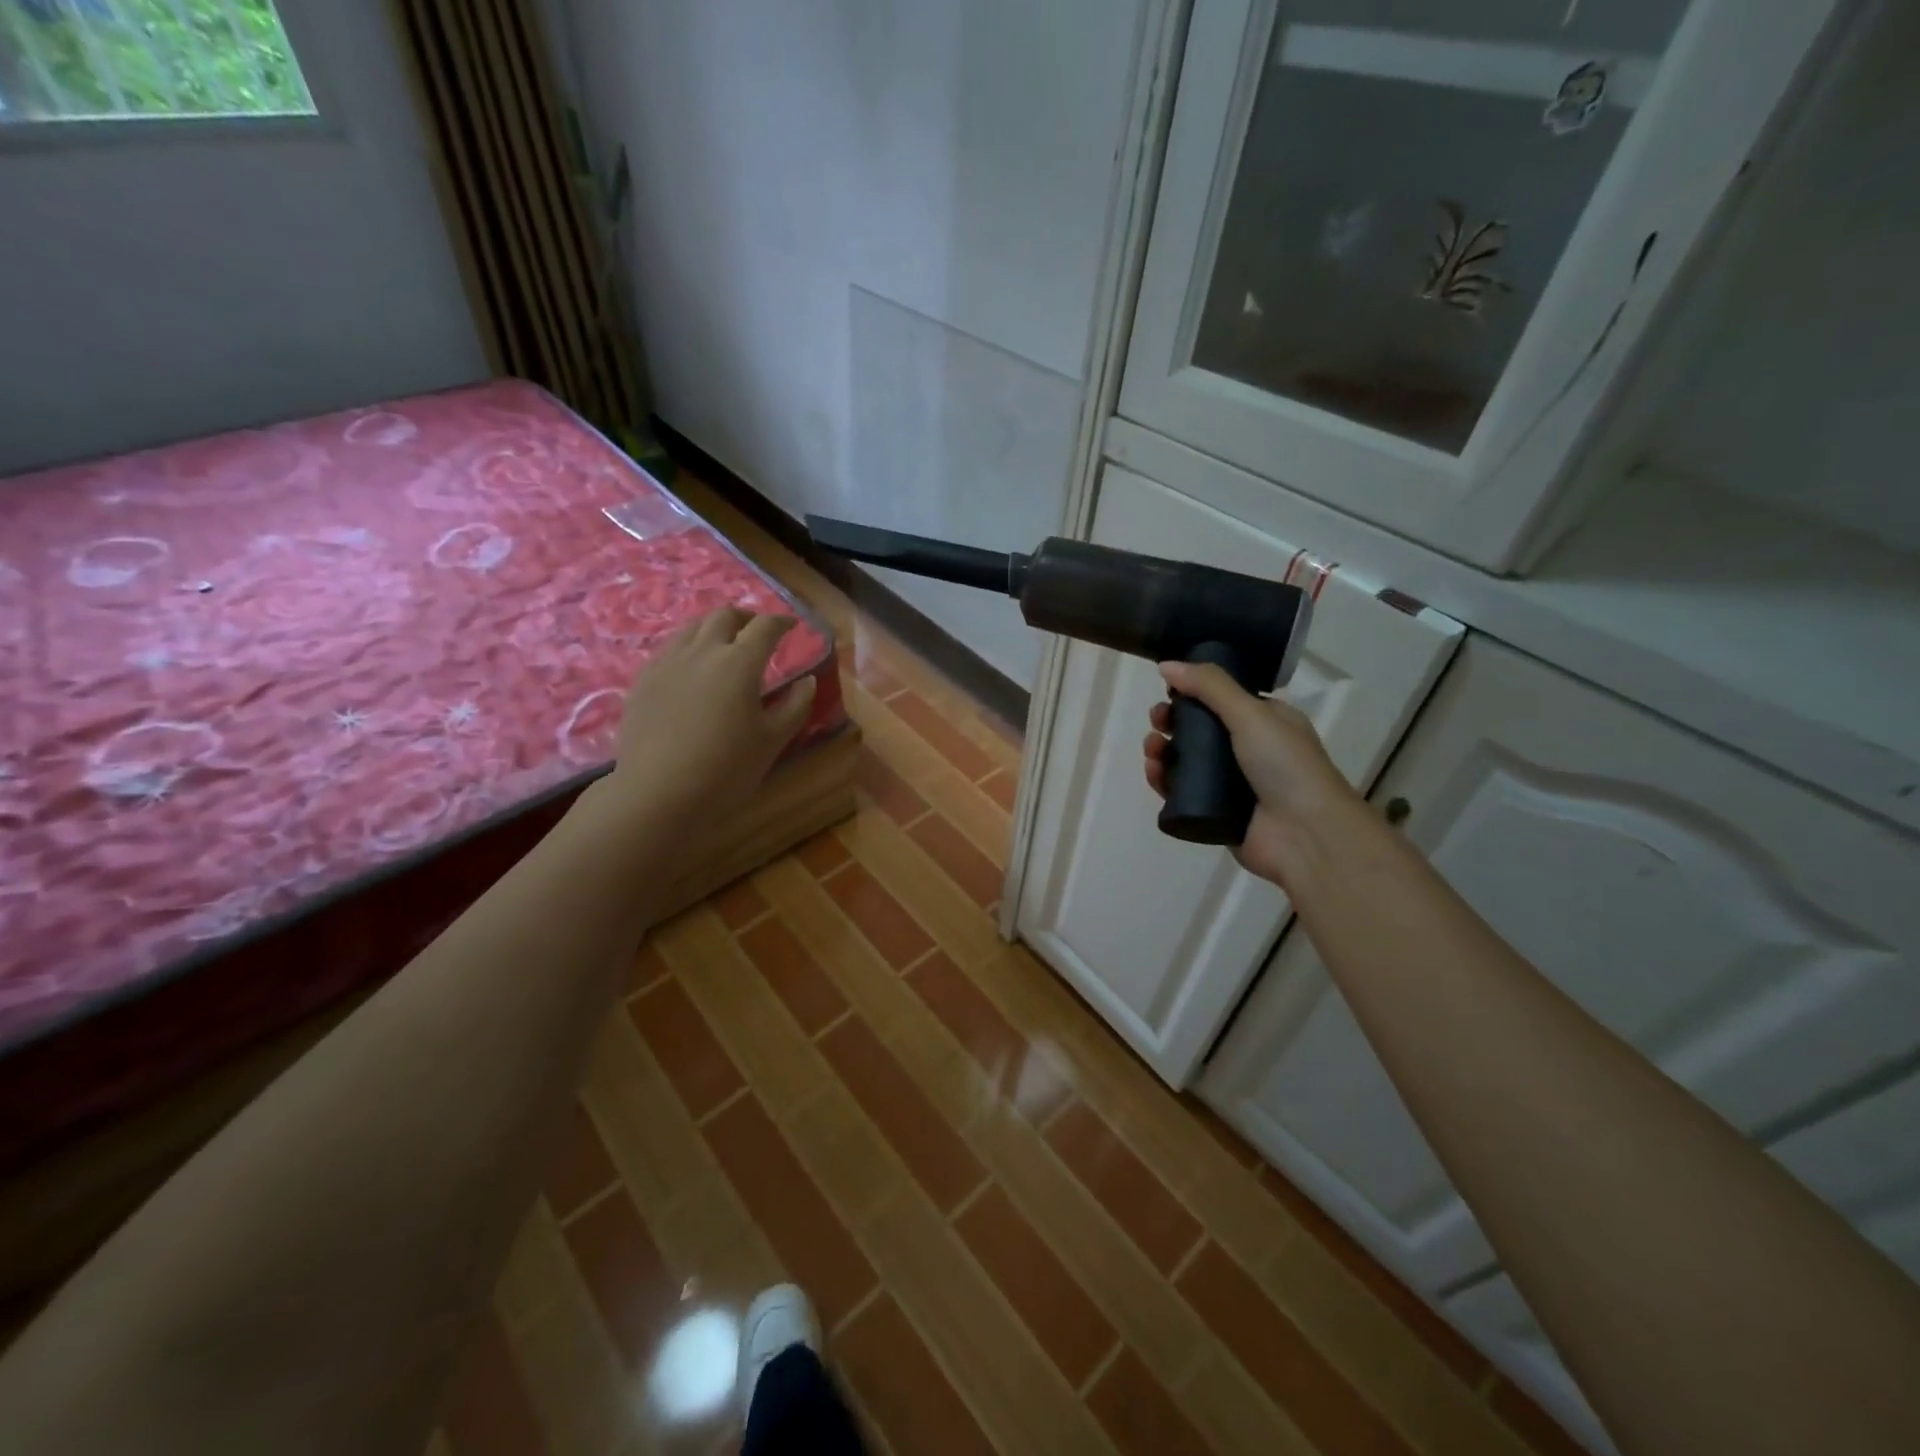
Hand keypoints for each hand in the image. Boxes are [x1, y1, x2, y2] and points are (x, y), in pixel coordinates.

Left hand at [601, 607, 816, 823]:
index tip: (793, 625)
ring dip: (714, 627)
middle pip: (724, 616)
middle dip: (746, 617)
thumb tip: (808, 681)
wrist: (657, 794)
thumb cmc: (726, 769)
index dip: (782, 621)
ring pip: (692, 627)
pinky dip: (689, 647)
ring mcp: (667, 662)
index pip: (765, 627)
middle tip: (758, 631)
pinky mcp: (643, 679)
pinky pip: (669, 649)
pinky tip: (691, 669)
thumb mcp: (772, 741)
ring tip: (724, 644)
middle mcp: (702, 651)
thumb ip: (794, 706)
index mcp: (739, 663)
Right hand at [1143, 661, 1361, 886]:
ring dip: (1163, 751)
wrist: (1305, 835)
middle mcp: (1250, 751)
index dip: (1193, 694)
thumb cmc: (1285, 766)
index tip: (1169, 691)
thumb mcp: (1250, 714)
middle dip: (1172, 722)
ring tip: (1152, 749)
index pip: (1223, 700)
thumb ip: (1209, 686)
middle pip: (1199, 730)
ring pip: (1186, 762)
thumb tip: (1166, 664)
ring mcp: (1232, 785)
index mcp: (1267, 722)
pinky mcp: (1216, 813)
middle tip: (1156, 722)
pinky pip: (1182, 793)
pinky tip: (1153, 774)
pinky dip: (1164, 782)